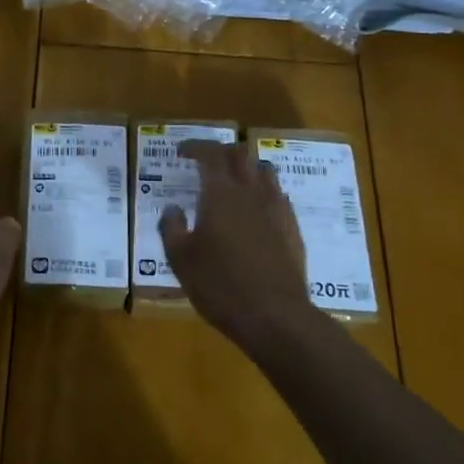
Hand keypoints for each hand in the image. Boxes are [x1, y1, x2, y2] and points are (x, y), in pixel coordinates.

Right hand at [159, 140, 309, 344]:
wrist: (275, 316)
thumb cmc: (220, 286)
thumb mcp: (180, 259)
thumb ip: (171, 227)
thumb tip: (172, 208)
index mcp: (220, 194)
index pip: (210, 154)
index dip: (195, 146)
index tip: (181, 151)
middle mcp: (251, 193)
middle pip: (240, 155)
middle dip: (221, 151)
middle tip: (205, 161)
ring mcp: (276, 210)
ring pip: (264, 171)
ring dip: (246, 167)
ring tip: (233, 179)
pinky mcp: (292, 229)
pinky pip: (279, 196)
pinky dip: (263, 192)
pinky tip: (255, 210)